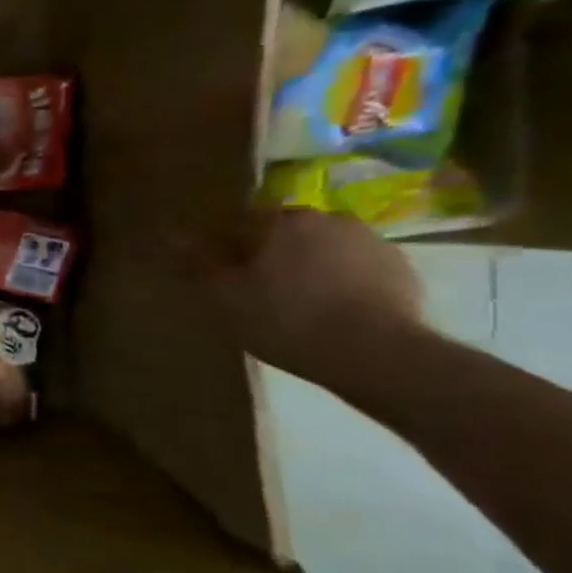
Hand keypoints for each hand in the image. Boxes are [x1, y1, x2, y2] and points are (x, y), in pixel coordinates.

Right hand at [195, 207, 424, 381]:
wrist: (376, 353)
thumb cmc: (285, 319)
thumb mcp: (224, 297)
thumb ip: (198, 265)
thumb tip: (171, 238)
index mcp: (281, 221)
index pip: (237, 221)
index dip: (221, 244)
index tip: (214, 270)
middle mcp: (327, 219)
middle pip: (283, 231)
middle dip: (266, 251)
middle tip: (253, 287)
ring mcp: (370, 241)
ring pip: (321, 247)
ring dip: (305, 264)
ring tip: (294, 301)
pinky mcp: (400, 268)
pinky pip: (354, 267)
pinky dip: (338, 281)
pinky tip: (330, 311)